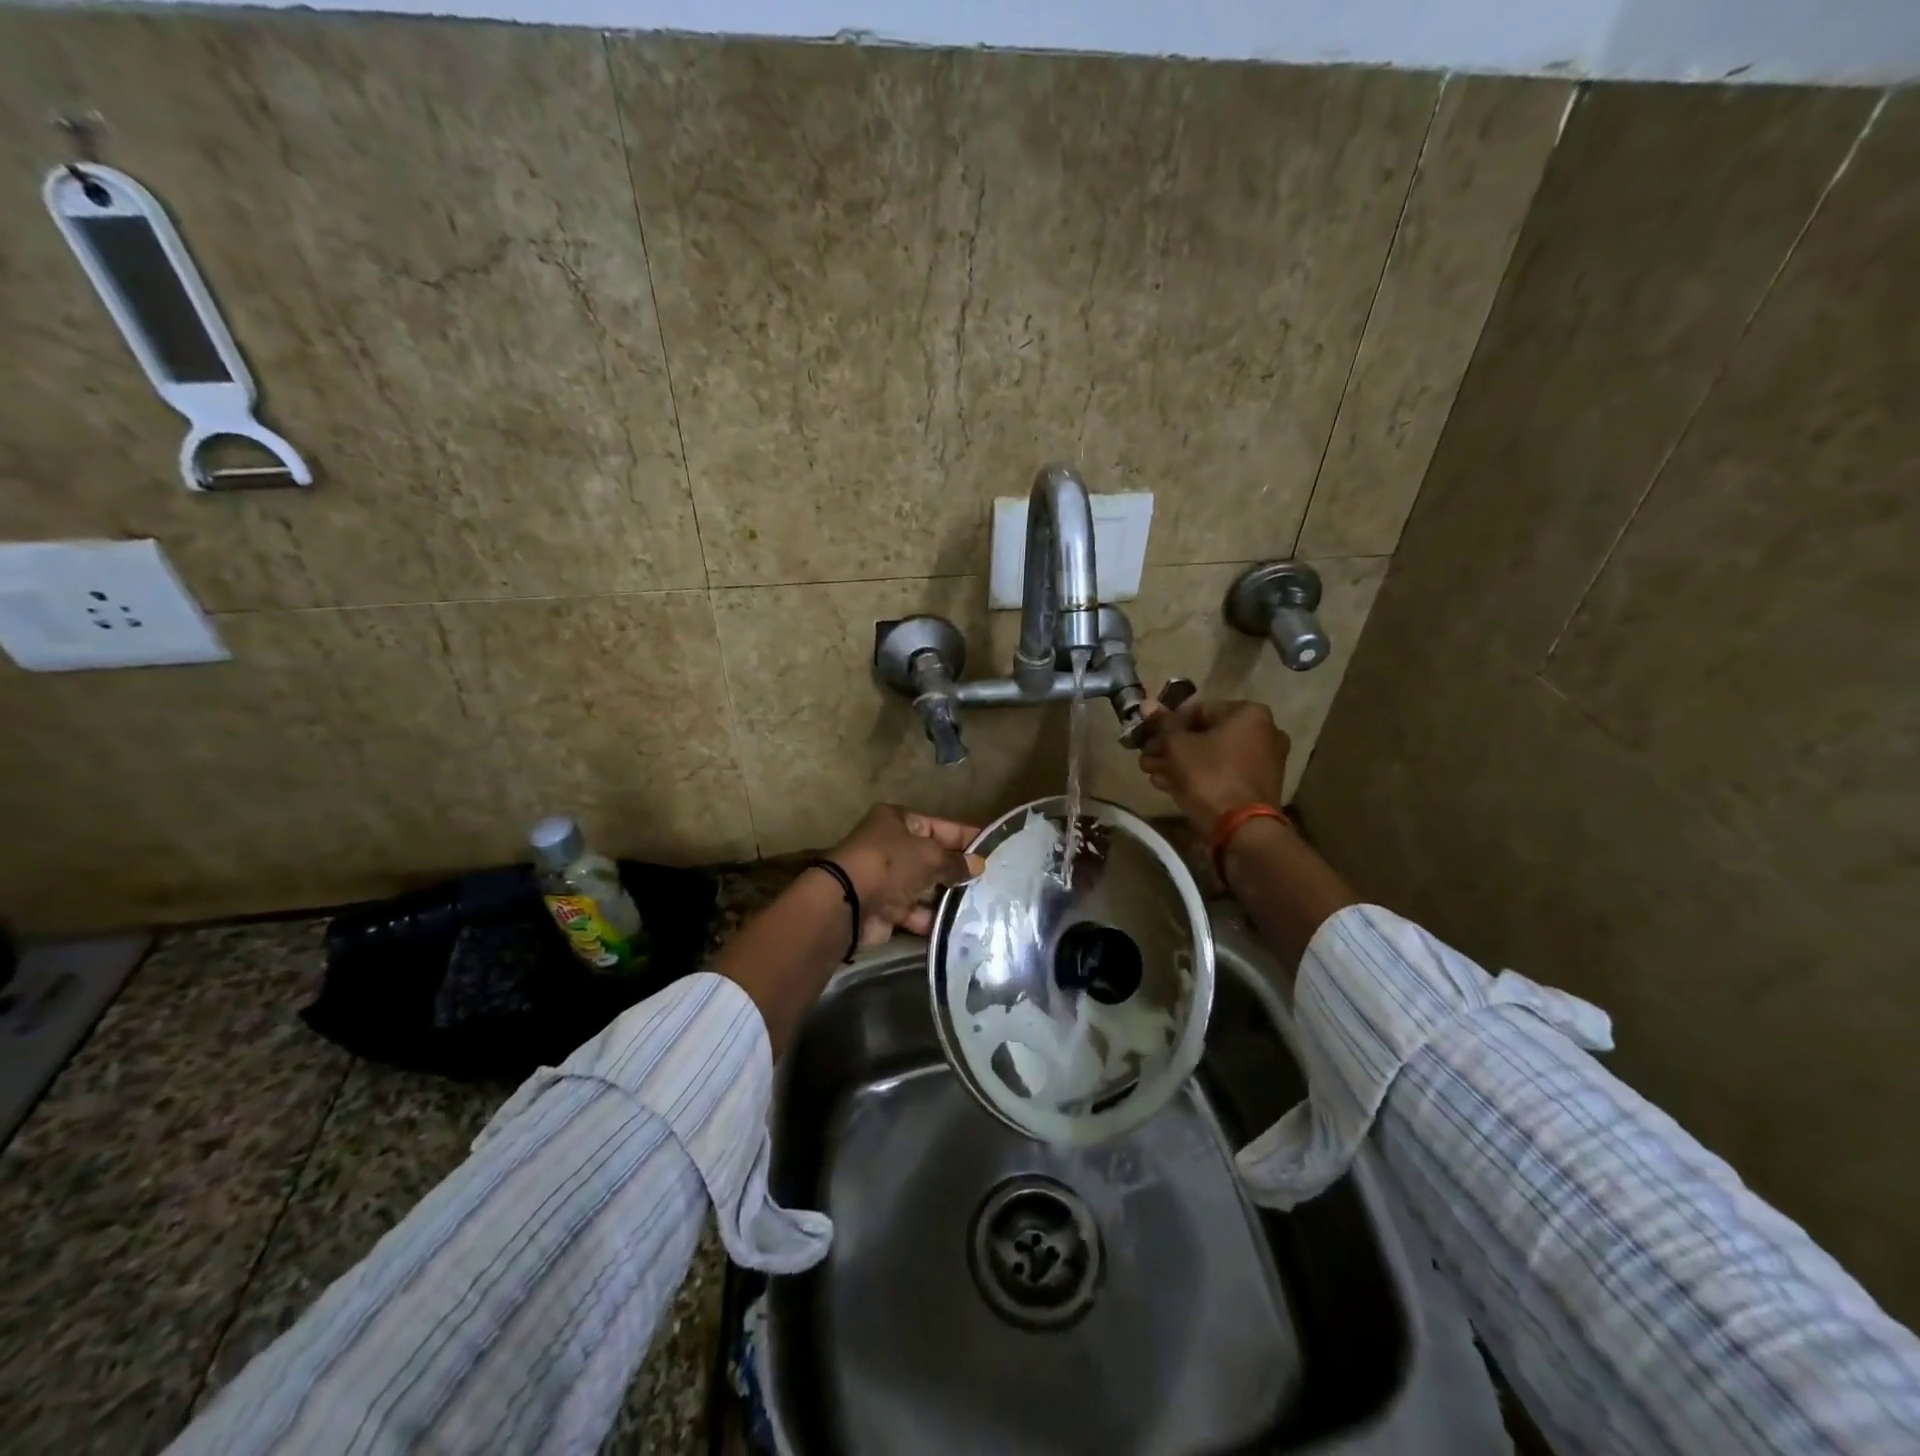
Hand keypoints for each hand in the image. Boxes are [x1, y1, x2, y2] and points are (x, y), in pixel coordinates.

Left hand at [827, 804, 984, 945]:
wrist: (847, 903)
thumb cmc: (890, 863)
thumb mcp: (929, 855)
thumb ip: (955, 862)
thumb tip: (979, 866)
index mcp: (898, 821)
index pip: (940, 825)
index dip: (966, 836)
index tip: (993, 847)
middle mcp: (891, 846)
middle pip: (932, 857)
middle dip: (958, 870)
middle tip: (992, 881)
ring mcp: (887, 879)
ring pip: (925, 887)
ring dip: (948, 897)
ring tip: (983, 905)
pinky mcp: (886, 909)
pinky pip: (916, 912)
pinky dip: (934, 918)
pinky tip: (960, 925)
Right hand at [1137, 695, 1289, 833]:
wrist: (1242, 830)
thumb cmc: (1209, 776)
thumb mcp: (1178, 746)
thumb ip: (1162, 724)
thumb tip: (1147, 704)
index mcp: (1249, 713)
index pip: (1197, 710)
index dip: (1167, 723)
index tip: (1147, 737)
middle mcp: (1263, 732)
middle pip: (1204, 734)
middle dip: (1171, 746)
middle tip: (1146, 757)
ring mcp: (1263, 761)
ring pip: (1211, 756)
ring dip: (1179, 763)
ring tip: (1151, 773)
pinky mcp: (1258, 787)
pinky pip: (1222, 773)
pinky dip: (1198, 776)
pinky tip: (1169, 785)